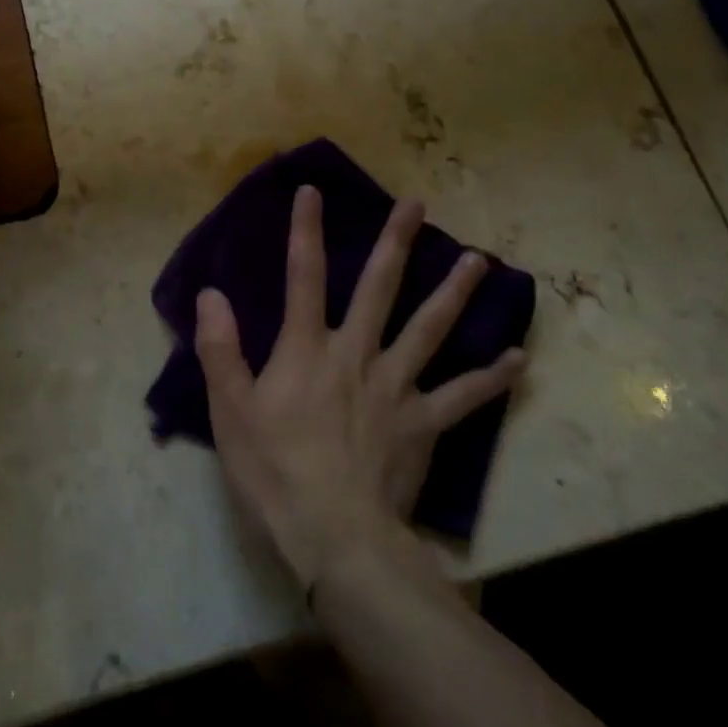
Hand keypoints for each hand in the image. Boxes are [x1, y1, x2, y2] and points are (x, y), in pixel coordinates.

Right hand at [195, 186, 524, 588]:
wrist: (334, 535)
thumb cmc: (274, 470)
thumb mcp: (230, 410)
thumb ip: (221, 349)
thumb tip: (211, 294)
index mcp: (307, 349)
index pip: (302, 276)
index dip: (305, 231)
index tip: (312, 191)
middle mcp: (357, 354)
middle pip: (379, 288)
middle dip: (396, 242)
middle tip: (417, 204)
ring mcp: (396, 387)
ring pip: (430, 329)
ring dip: (454, 293)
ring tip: (479, 261)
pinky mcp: (423, 424)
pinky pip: (464, 396)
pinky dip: (491, 378)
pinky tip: (517, 359)